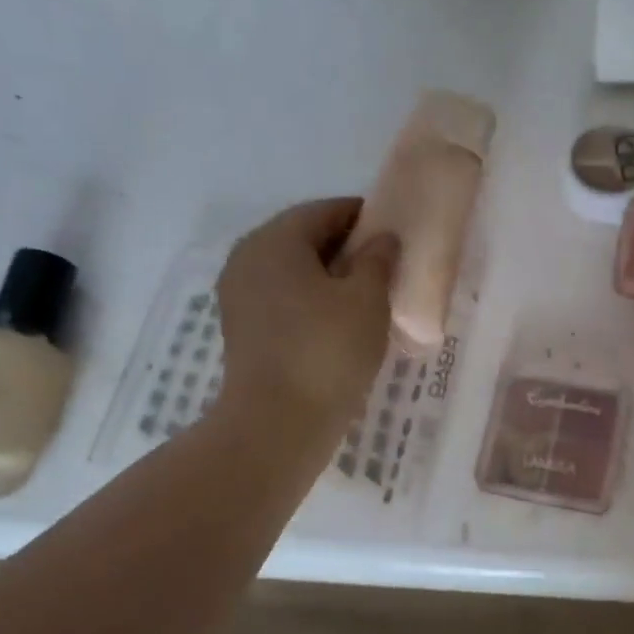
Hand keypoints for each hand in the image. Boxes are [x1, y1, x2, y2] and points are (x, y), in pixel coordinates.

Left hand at [214, 199, 398, 436]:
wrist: (278, 422)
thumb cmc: (327, 351)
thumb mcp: (367, 299)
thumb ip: (378, 259)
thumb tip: (382, 239)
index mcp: (275, 240)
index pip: (324, 211)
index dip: (362, 216)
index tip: (394, 230)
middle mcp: (248, 258)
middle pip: (304, 238)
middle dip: (346, 247)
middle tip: (385, 265)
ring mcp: (240, 295)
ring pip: (293, 271)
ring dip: (329, 276)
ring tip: (367, 296)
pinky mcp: (243, 328)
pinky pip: (283, 298)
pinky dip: (312, 300)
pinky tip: (340, 322)